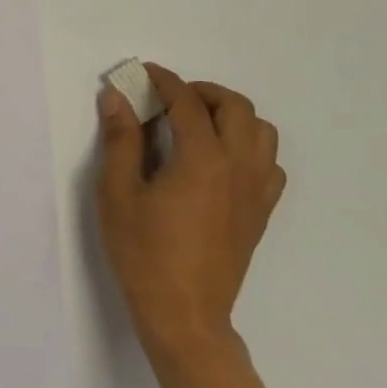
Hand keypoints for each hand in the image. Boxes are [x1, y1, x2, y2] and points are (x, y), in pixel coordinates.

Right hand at [95, 66, 285, 368]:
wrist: (184, 314)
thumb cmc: (143, 253)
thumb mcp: (118, 193)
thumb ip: (120, 140)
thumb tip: (116, 97)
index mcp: (202, 158)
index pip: (187, 102)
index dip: (165, 81)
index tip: (145, 73)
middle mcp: (238, 166)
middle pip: (235, 107)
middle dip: (203, 92)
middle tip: (171, 98)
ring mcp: (257, 191)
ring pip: (261, 131)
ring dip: (232, 116)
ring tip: (199, 124)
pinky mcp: (262, 212)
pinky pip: (269, 164)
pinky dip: (249, 147)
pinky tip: (221, 161)